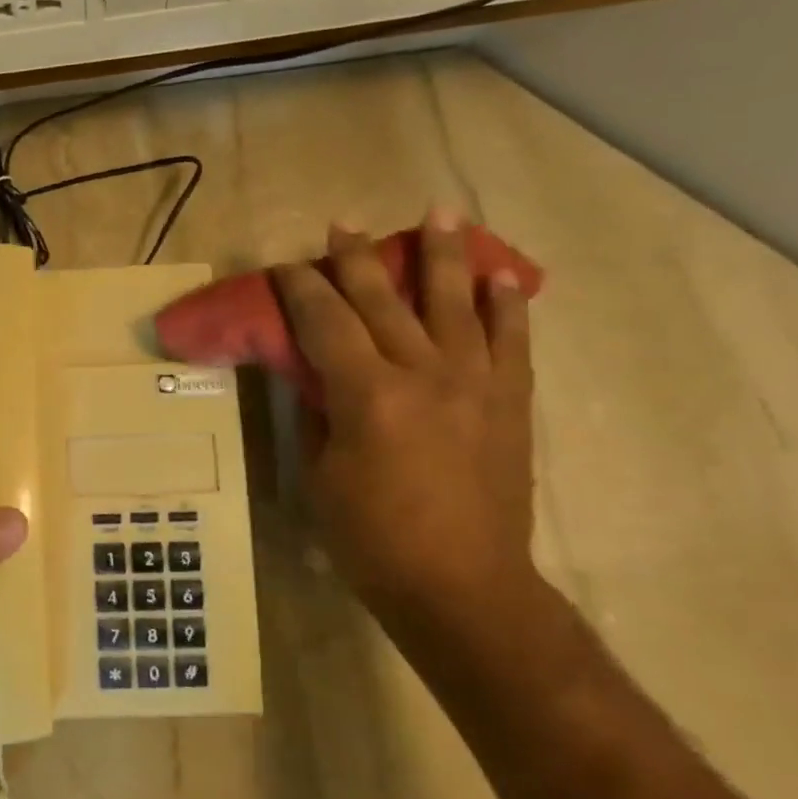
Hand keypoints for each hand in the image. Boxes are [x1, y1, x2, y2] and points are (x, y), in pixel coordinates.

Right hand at [272, 210, 537, 632]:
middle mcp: (424, 374)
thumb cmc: (373, 539)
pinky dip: (507, 305)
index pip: (325, 323)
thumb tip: (314, 376)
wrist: (463, 586)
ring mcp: (476, 384)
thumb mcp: (320, 477)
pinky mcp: (510, 403)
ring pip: (456, 303)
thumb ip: (318, 415)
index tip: (286, 265)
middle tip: (342, 225)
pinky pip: (512, 342)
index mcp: (368, 395)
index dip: (302, 289)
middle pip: (385, 301)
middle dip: (358, 259)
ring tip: (440, 212)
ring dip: (444, 255)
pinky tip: (501, 276)